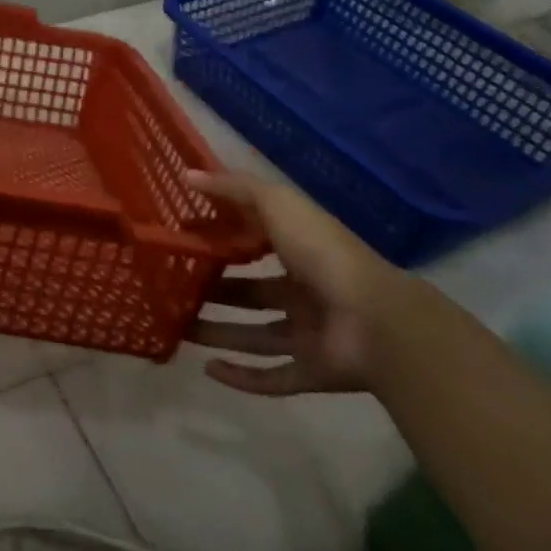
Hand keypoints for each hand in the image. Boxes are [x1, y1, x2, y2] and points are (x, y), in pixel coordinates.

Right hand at [184, 169, 413, 394]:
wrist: (378, 322)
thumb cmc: (323, 253)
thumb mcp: (277, 204)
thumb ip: (234, 188)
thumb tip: (187, 174)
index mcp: (300, 251)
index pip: (254, 243)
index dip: (221, 241)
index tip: (182, 240)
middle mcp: (305, 293)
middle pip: (251, 292)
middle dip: (214, 291)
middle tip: (172, 289)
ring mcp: (310, 334)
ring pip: (255, 335)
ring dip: (217, 333)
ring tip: (177, 327)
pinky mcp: (313, 372)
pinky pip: (272, 376)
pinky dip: (242, 376)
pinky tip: (207, 368)